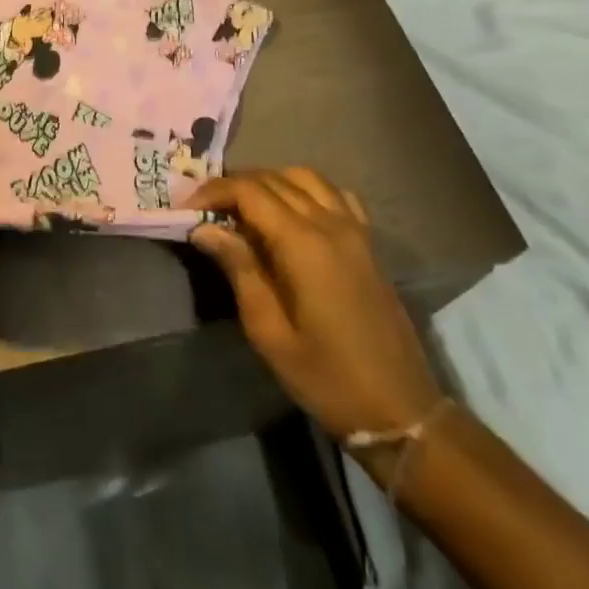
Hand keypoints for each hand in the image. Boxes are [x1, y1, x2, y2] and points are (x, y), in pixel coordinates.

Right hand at [191, 168, 444, 451]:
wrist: (401, 411)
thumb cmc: (327, 377)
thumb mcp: (268, 331)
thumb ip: (239, 269)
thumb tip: (204, 228)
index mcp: (302, 242)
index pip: (249, 192)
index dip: (213, 192)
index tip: (187, 210)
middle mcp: (329, 223)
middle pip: (274, 179)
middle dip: (235, 185)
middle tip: (207, 209)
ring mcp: (354, 229)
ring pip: (305, 177)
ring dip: (270, 181)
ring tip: (245, 207)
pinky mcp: (369, 243)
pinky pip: (335, 194)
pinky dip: (307, 190)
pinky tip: (294, 212)